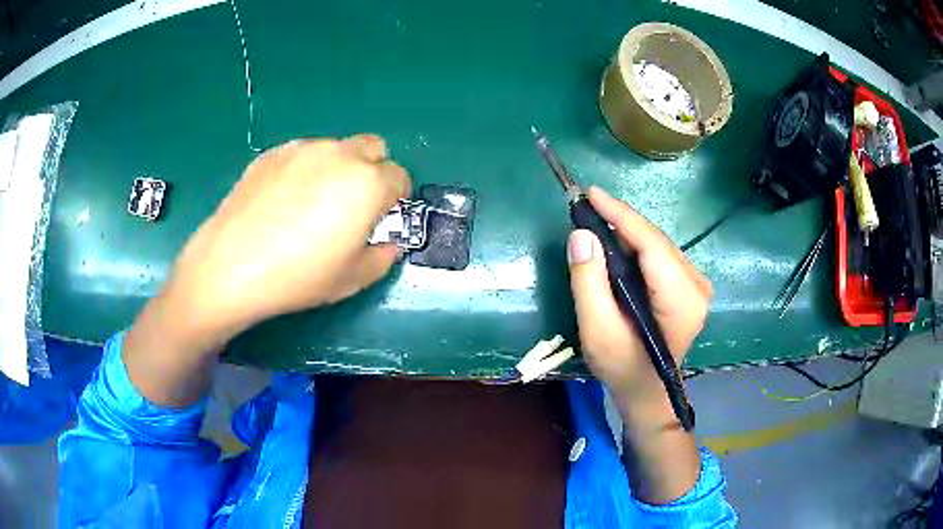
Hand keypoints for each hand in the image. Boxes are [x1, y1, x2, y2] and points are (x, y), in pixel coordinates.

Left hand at [165, 135, 410, 336]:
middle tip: (353, 204)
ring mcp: (303, 149)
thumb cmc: (298, 276)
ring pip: (336, 148)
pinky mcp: (272, 153)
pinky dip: (304, 170)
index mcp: (368, 183)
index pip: (399, 176)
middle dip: (373, 171)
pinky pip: (302, 154)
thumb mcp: (352, 279)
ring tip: (311, 203)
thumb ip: (382, 257)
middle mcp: (340, 155)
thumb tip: (386, 244)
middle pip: (374, 147)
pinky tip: (283, 201)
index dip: (395, 198)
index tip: (381, 218)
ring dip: (338, 168)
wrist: (232, 265)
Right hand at [567, 187, 711, 419]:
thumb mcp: (597, 331)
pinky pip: (659, 255)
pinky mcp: (689, 285)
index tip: (591, 193)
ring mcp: (697, 284)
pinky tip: (615, 246)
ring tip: (595, 224)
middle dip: (620, 222)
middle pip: (655, 241)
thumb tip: (582, 235)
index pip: (652, 245)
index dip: (621, 215)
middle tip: (585, 210)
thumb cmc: (622, 367)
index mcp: (682, 300)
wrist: (646, 390)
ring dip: (626, 233)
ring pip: (657, 244)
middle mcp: (697, 286)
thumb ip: (589, 284)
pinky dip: (635, 246)